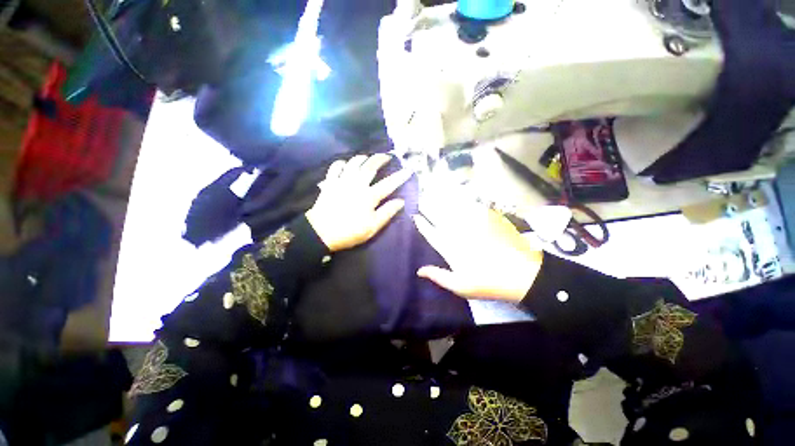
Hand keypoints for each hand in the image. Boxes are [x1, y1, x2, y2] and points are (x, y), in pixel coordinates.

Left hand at [306, 154, 412, 251]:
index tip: (408, 170)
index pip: (389, 183)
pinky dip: (342, 163)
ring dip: (363, 158)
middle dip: (380, 158)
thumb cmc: (350, 232)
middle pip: (370, 166)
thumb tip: (401, 201)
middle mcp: (357, 184)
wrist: (321, 233)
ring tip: (368, 158)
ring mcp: (342, 181)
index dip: (400, 176)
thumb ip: (387, 212)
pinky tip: (346, 165)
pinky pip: (336, 166)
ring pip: (354, 162)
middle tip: (387, 155)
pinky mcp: (330, 182)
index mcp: (369, 196)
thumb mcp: (373, 227)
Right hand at [413, 202, 542, 301]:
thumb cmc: (487, 282)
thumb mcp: (460, 286)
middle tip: (421, 198)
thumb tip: (419, 270)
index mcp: (449, 247)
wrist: (521, 273)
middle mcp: (457, 231)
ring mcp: (472, 222)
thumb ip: (438, 276)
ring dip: (441, 200)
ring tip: (433, 192)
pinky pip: (470, 204)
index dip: (421, 224)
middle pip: (438, 216)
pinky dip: (461, 199)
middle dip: (428, 206)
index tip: (415, 215)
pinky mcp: (486, 216)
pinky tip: (457, 196)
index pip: (430, 232)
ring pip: (452, 207)